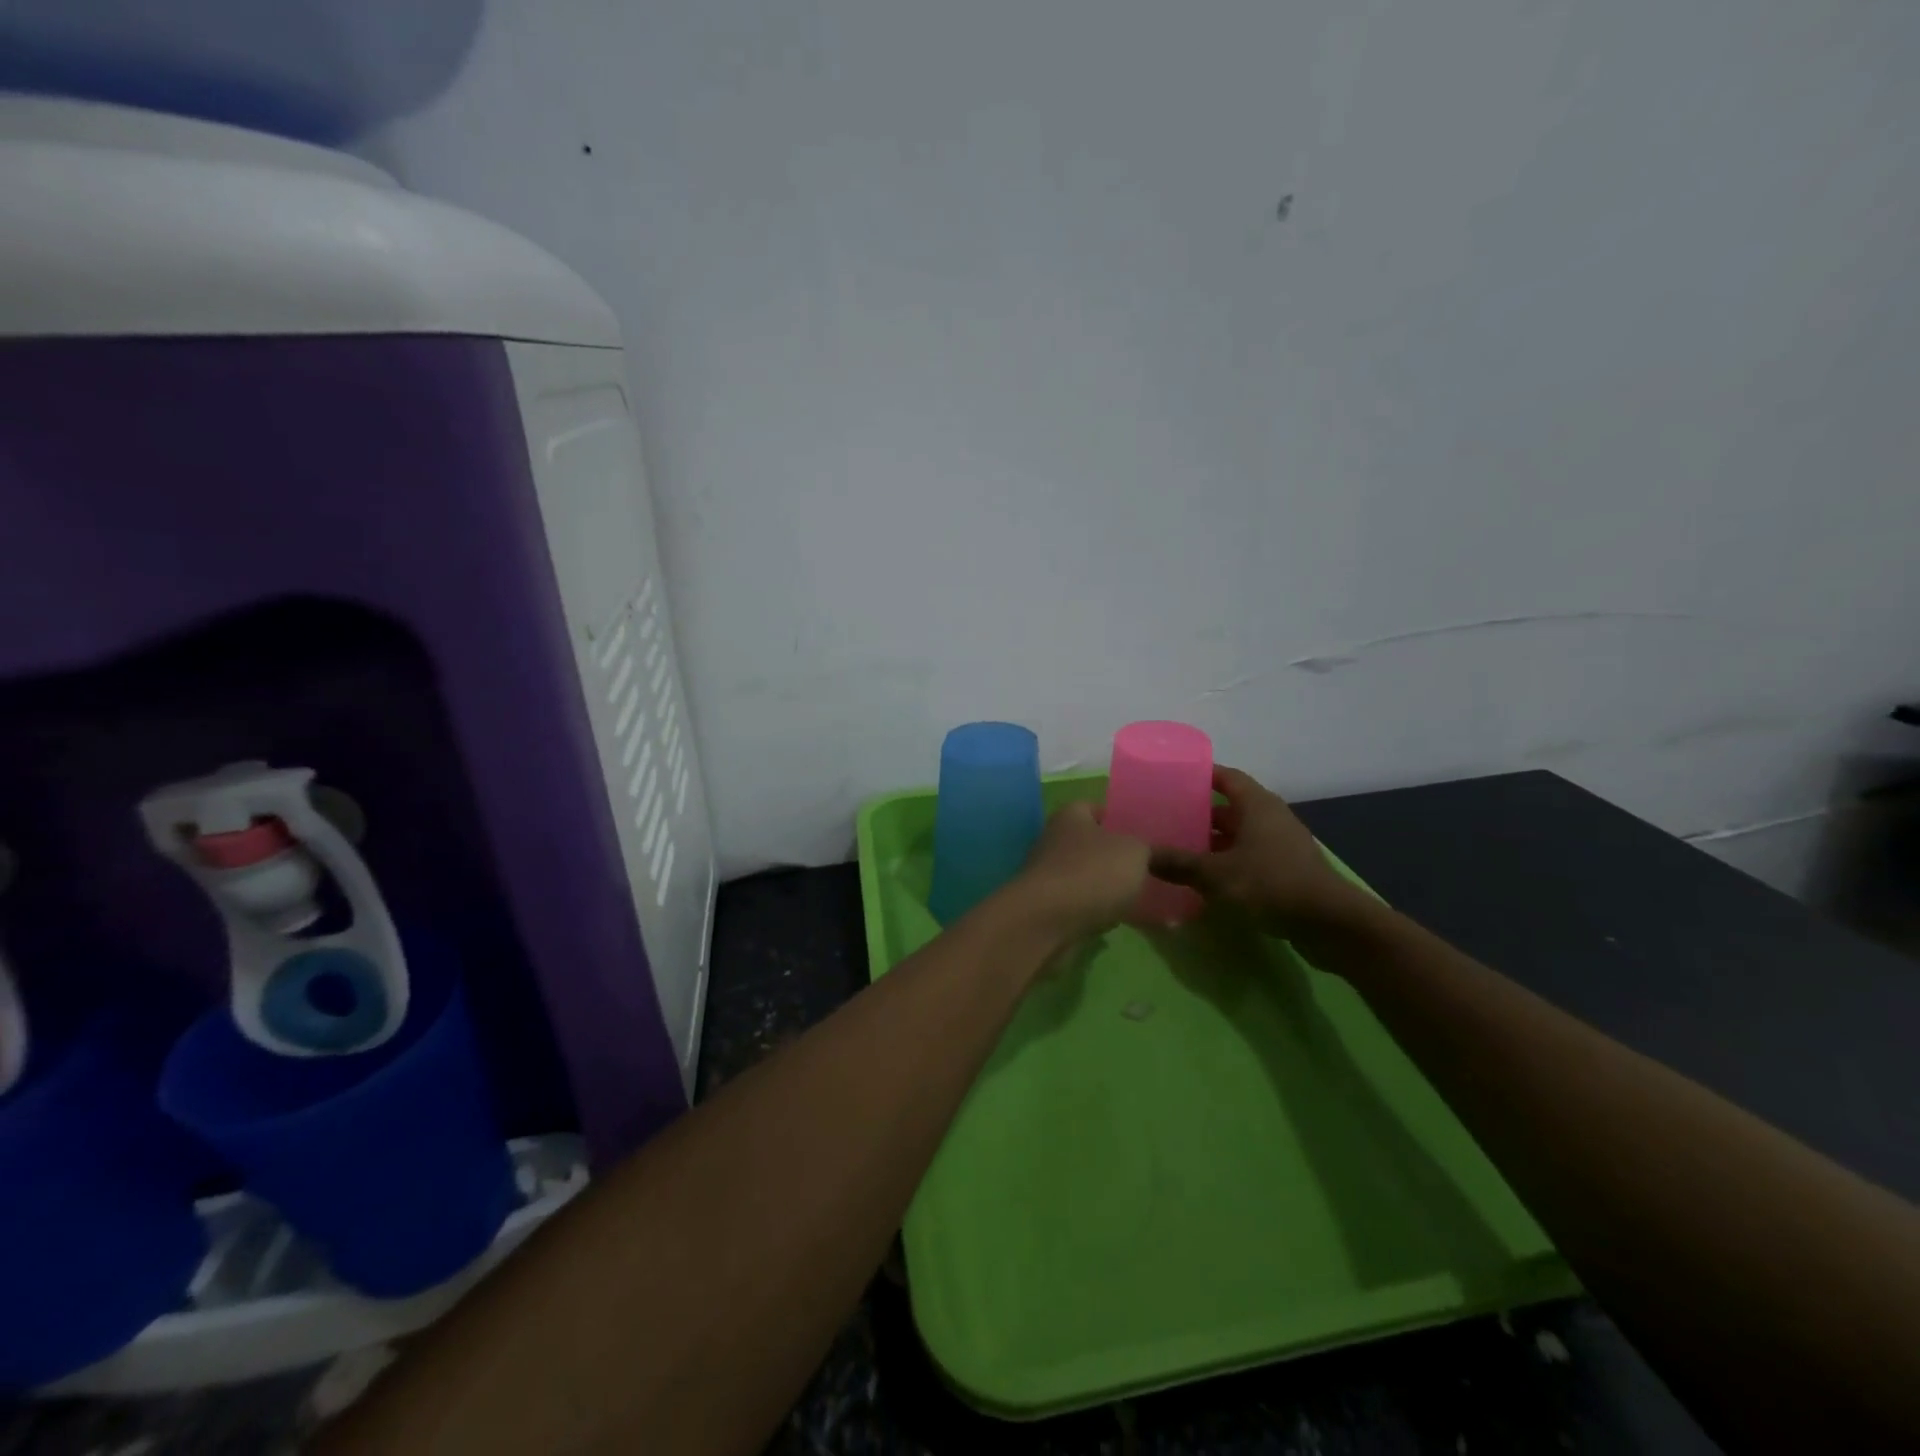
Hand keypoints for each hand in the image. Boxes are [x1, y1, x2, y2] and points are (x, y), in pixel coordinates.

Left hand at [1001, 802, 1150, 944]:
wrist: (1046, 922)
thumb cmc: (1092, 873)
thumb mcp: (1135, 853)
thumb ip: (1152, 850)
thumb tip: (1159, 854)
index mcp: (1071, 815)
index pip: (1097, 808)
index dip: (1121, 819)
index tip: (1147, 836)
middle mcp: (1054, 840)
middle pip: (1092, 844)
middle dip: (1117, 857)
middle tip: (1150, 870)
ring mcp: (1048, 875)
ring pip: (1086, 876)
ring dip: (1107, 886)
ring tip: (1139, 897)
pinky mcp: (1047, 907)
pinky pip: (1080, 904)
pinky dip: (1096, 910)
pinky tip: (1117, 920)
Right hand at [1149, 767, 1361, 934]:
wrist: (1329, 924)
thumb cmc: (1270, 884)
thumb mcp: (1215, 874)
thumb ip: (1178, 863)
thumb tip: (1141, 856)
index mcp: (1257, 805)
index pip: (1226, 777)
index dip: (1201, 775)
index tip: (1173, 778)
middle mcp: (1271, 818)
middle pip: (1231, 808)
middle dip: (1201, 813)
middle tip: (1168, 819)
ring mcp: (1282, 845)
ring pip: (1240, 835)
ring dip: (1214, 842)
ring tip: (1181, 850)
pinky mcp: (1288, 870)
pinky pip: (1251, 857)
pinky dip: (1229, 862)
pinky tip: (1207, 879)